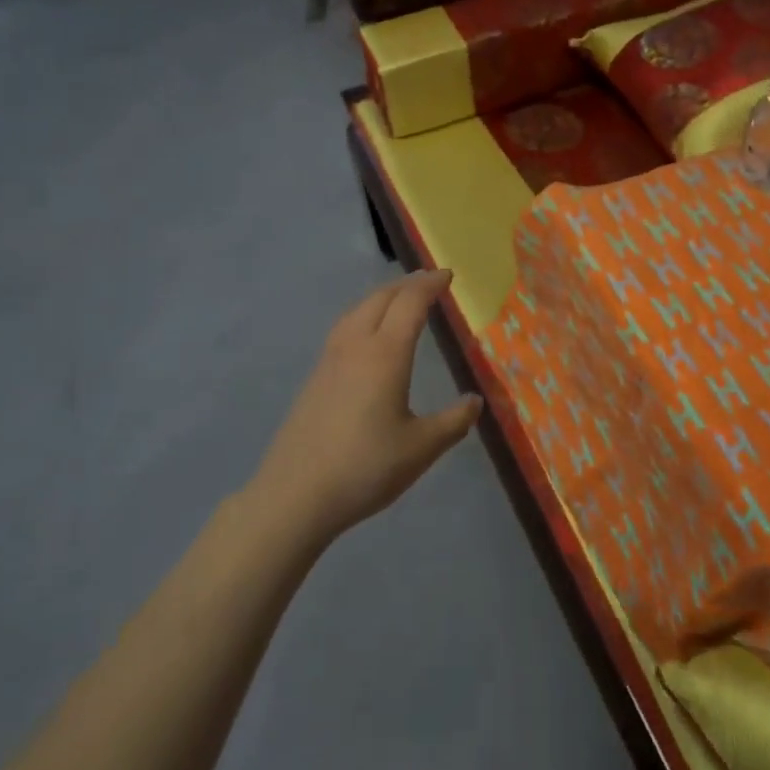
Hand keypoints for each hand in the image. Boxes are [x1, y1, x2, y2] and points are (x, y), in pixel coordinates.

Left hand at [252, 269, 482, 543]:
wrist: (295, 495)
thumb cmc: (365, 468)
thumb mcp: (421, 449)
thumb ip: (453, 422)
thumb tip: (475, 401)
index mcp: (385, 354)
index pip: (410, 303)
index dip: (430, 285)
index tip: (447, 275)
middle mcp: (356, 346)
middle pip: (381, 298)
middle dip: (407, 284)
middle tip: (429, 282)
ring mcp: (330, 360)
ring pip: (357, 310)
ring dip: (382, 296)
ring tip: (399, 299)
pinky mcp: (315, 377)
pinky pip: (344, 327)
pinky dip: (364, 314)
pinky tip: (367, 335)